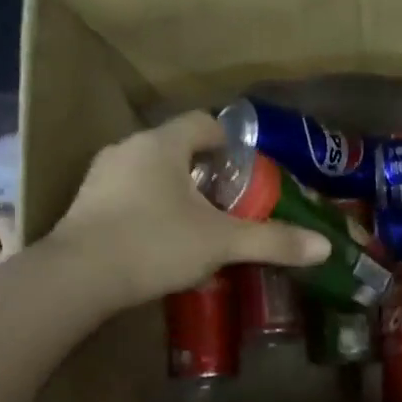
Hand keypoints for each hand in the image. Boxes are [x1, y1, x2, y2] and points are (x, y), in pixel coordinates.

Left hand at [43, 112, 329, 308]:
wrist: (77, 278)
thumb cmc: (154, 244)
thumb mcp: (221, 243)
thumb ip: (272, 241)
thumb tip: (324, 246)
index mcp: (162, 144)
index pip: (203, 123)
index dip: (230, 143)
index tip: (246, 172)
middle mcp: (128, 149)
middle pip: (176, 149)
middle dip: (204, 174)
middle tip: (227, 205)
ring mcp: (100, 177)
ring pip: (149, 174)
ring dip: (174, 193)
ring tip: (195, 227)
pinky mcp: (83, 206)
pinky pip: (126, 196)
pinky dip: (147, 211)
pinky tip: (157, 244)